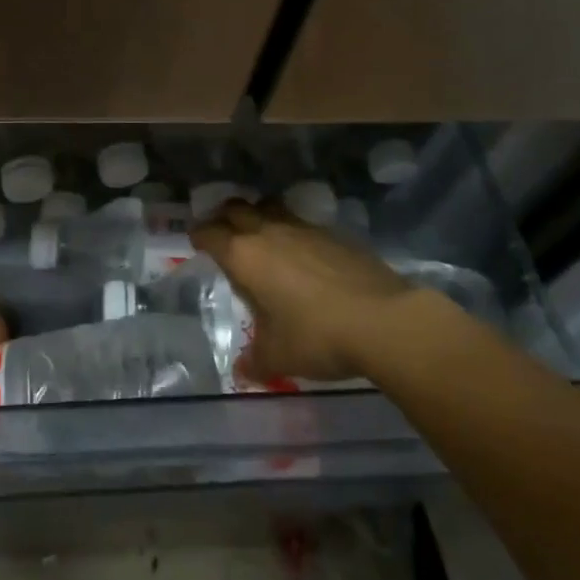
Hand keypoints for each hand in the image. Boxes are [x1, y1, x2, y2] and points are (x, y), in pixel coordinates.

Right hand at [191, 201, 442, 382]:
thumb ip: (254, 361)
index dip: (199, 236)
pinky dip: (294, 231)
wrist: (383, 320)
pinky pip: (303, 223)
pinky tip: (302, 253)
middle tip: (222, 231)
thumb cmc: (316, 336)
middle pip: (237, 208)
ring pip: (271, 207)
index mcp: (244, 256)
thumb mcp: (277, 357)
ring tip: (260, 233)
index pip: (210, 233)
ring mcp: (304, 229)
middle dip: (224, 216)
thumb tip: (242, 371)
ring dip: (259, 215)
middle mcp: (269, 232)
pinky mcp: (335, 234)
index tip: (196, 242)